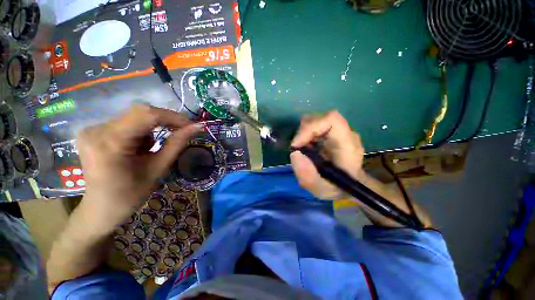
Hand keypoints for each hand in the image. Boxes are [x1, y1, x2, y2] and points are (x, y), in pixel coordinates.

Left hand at [76, 104, 200, 228]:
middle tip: (180, 133)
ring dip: (151, 130)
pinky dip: (140, 133)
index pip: (147, 115)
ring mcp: (92, 129)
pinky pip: (126, 123)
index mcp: (110, 142)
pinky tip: (137, 149)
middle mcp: (97, 129)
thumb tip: (198, 127)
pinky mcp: (94, 131)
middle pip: (140, 113)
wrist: (101, 209)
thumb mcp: (159, 168)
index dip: (174, 117)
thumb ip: (178, 144)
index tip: (192, 125)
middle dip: (165, 122)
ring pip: (135, 118)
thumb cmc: (131, 194)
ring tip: (150, 150)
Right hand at [290, 111, 364, 199]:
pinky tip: (307, 147)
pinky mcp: (333, 132)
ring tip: (303, 149)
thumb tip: (295, 154)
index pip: (331, 119)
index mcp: (348, 145)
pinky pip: (315, 125)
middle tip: (298, 149)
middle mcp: (346, 133)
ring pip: (316, 120)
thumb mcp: (321, 190)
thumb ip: (307, 176)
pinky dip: (306, 134)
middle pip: (320, 118)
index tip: (297, 145)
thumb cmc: (338, 188)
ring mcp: (339, 130)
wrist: (350, 184)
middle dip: (303, 132)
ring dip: (304, 133)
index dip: (310, 128)